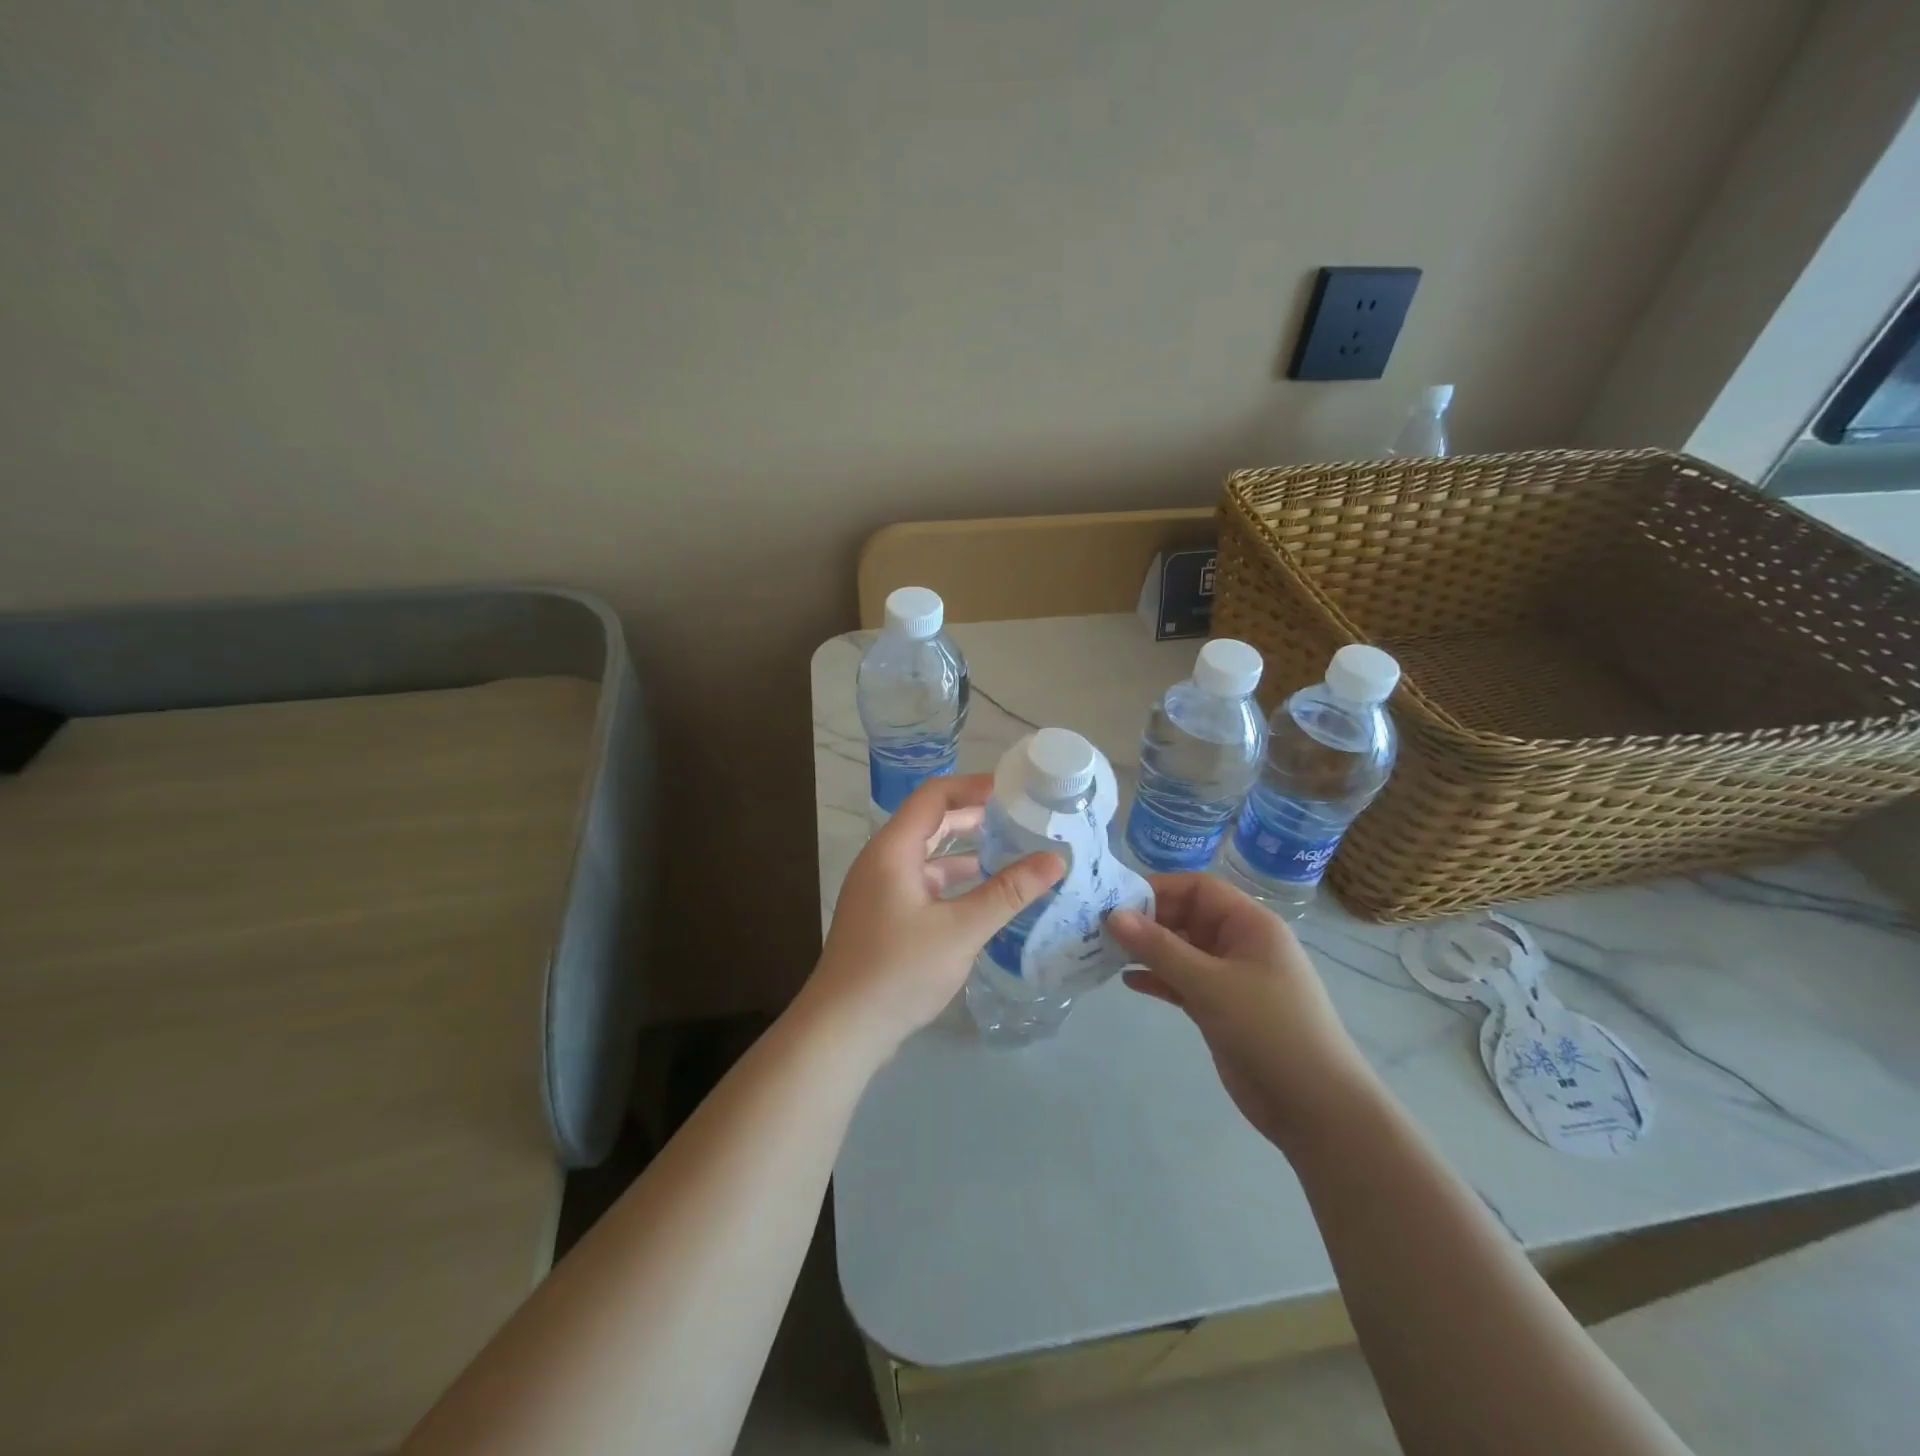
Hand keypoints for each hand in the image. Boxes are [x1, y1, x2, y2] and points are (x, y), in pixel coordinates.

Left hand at [801, 774, 1063, 1060]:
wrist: (843, 1029)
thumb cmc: (899, 971)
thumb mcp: (961, 930)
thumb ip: (1008, 892)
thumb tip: (1055, 859)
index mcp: (893, 849)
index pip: (934, 796)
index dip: (973, 786)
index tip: (1014, 790)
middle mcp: (883, 860)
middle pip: (931, 822)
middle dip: (975, 817)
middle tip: (1021, 819)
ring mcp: (881, 889)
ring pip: (928, 856)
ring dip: (966, 850)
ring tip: (1012, 852)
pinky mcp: (884, 916)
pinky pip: (924, 882)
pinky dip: (953, 881)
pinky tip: (984, 895)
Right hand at [1107, 874, 1376, 1150]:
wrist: (1316, 1107)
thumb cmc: (1269, 1029)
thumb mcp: (1210, 984)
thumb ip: (1159, 948)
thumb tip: (1113, 915)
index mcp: (1250, 924)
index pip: (1198, 889)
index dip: (1158, 889)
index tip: (1114, 900)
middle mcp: (1240, 944)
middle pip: (1187, 917)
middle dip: (1146, 921)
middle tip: (1099, 928)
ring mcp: (1231, 978)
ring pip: (1181, 951)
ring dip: (1147, 951)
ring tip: (1105, 953)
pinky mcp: (1221, 1008)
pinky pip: (1183, 981)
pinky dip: (1158, 979)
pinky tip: (1129, 982)